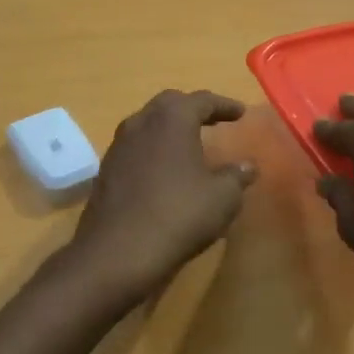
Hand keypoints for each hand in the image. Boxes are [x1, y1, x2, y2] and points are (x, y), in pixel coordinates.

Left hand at [65, 90, 256, 307]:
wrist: (117, 253)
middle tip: (213, 120)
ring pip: (148, 125)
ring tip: (189, 144)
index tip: (240, 112)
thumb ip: (237, 176)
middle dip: (193, 109)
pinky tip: (165, 170)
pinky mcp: (106, 171)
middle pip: (170, 104)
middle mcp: (141, 123)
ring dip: (169, 130)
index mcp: (172, 118)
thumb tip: (248, 166)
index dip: (224, 105)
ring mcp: (118, 146)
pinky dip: (154, 150)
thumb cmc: (178, 215)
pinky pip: (136, 149)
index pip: (202, 100)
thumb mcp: (222, 198)